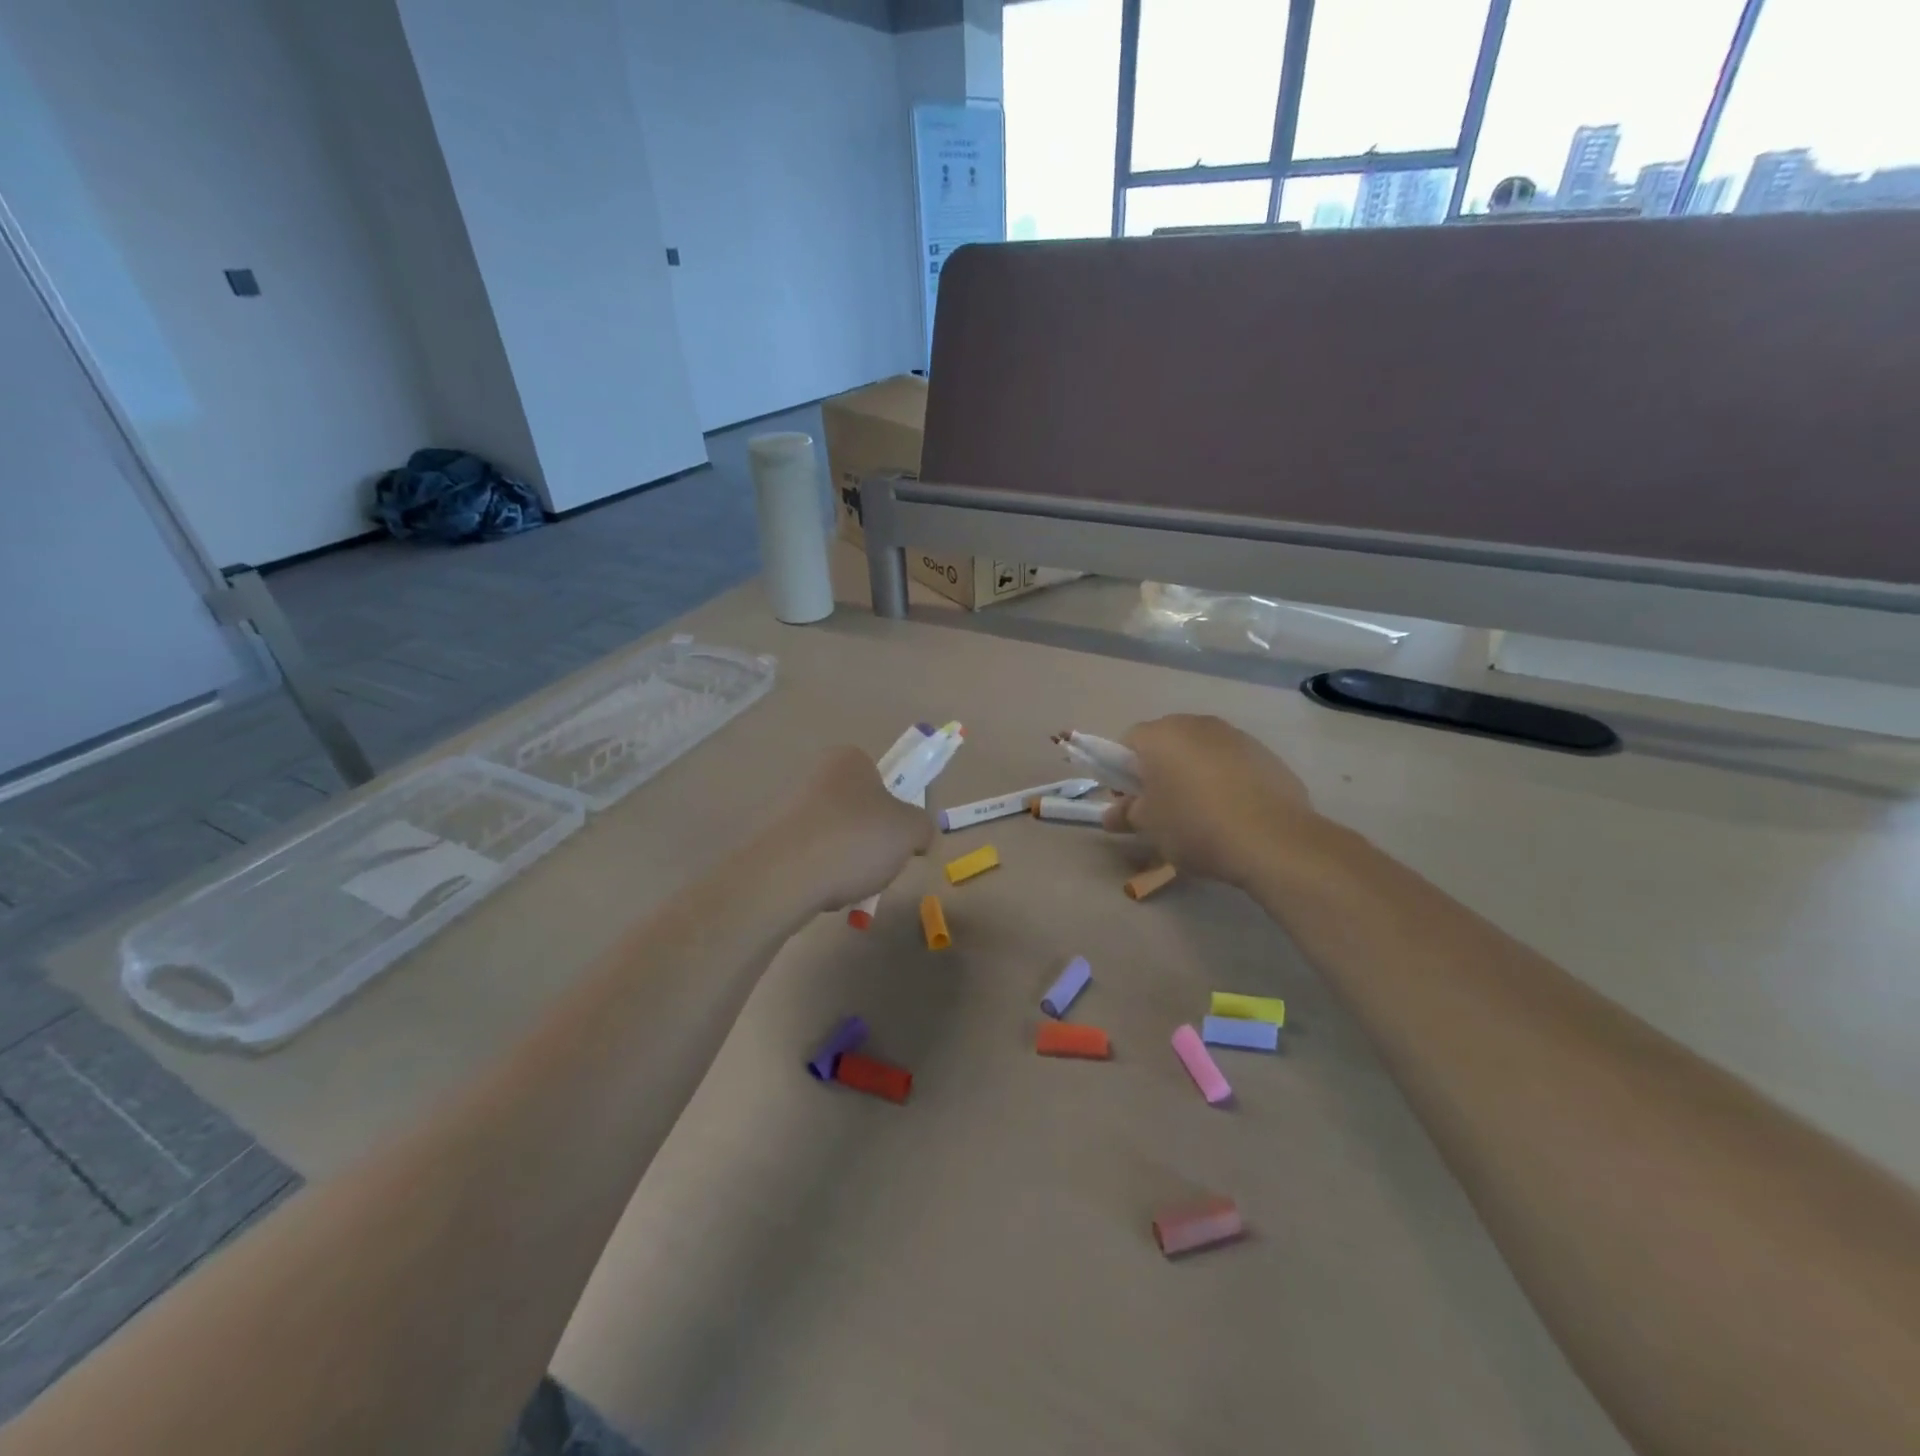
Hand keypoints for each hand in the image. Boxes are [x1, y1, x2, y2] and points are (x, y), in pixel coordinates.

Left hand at [758, 746, 934, 913]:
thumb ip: (924, 827)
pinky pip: (810, 856)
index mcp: (849, 759)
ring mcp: (787, 806)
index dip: (897, 810)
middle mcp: (815, 774)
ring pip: (835, 836)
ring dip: (847, 859)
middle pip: (859, 810)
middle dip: (871, 840)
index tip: (901, 839)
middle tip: (880, 865)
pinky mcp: (770, 839)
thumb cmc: (855, 839)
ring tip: (852, 885)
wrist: (784, 876)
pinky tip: (825, 893)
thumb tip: (919, 836)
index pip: (883, 780)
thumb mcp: (911, 831)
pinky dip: (822, 874)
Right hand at [1101, 714, 1315, 885]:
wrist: (1273, 840)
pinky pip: (1231, 763)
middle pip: (1165, 743)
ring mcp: (1235, 736)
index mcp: (1161, 735)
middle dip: (1158, 770)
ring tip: (1199, 813)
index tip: (1129, 802)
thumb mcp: (1149, 826)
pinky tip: (1231, 813)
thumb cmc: (1195, 826)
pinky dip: (1224, 780)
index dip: (1121, 772)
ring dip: (1192, 774)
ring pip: (1200, 751)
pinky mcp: (1265, 754)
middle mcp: (1197, 725)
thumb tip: (1110, 815)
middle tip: (1160, 808)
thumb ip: (1125, 814)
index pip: (1127, 743)